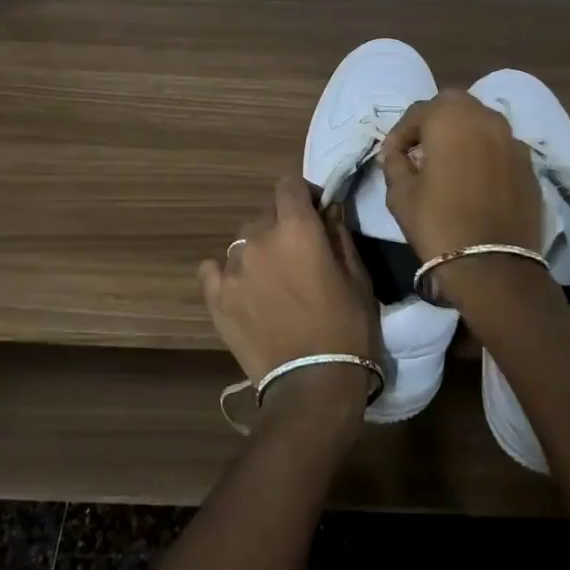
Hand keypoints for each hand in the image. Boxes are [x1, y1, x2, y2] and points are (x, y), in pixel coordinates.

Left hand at [198, 175, 377, 426]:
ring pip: (242, 241)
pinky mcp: (215, 298)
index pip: (288, 184)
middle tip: (297, 251)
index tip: (314, 210)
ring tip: (271, 277)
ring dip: (257, 249)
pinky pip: (213, 269)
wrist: (312, 385)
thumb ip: (338, 234)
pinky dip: (226, 272)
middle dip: (281, 223)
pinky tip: (241, 287)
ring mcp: (232, 268)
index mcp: (296, 229)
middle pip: (265, 213)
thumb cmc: (346, 328)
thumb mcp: (357, 276)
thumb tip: (328, 207)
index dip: (302, 192)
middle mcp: (258, 239)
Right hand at [380, 90, 542, 262]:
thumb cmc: (438, 224)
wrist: (493, 267)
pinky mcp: (529, 164)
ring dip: (462, 131)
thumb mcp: (400, 195)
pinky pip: (501, 144)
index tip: (391, 156)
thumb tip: (394, 153)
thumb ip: (394, 164)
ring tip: (449, 159)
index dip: (399, 134)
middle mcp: (485, 119)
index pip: (417, 112)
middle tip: (421, 148)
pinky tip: (476, 176)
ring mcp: (512, 140)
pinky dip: (485, 150)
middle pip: (454, 104)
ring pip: (482, 120)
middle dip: (434, 120)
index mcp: (449, 119)